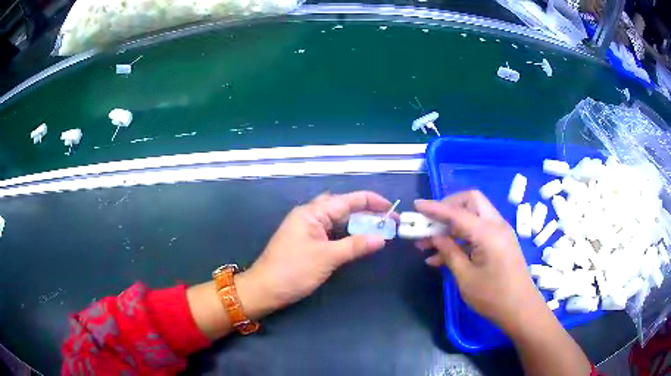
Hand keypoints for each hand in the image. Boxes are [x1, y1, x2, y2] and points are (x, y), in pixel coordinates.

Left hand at [242, 191, 392, 315]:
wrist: (265, 289)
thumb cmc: (293, 271)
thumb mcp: (327, 258)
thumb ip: (355, 245)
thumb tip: (382, 238)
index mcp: (312, 212)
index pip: (347, 200)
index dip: (372, 202)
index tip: (393, 210)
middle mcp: (309, 215)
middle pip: (342, 206)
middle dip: (366, 211)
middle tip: (387, 221)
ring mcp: (307, 228)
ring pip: (337, 219)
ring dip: (356, 222)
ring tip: (378, 229)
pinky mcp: (306, 241)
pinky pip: (331, 231)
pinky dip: (346, 234)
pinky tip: (358, 239)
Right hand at [414, 190, 543, 331]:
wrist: (520, 309)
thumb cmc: (492, 296)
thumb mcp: (465, 277)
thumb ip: (449, 252)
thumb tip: (435, 236)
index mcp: (488, 233)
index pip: (457, 213)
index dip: (434, 208)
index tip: (416, 205)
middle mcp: (496, 225)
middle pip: (470, 201)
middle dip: (448, 207)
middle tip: (430, 223)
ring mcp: (500, 233)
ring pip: (473, 215)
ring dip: (452, 225)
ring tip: (428, 245)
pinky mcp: (500, 242)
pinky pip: (478, 230)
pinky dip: (461, 237)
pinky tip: (443, 257)